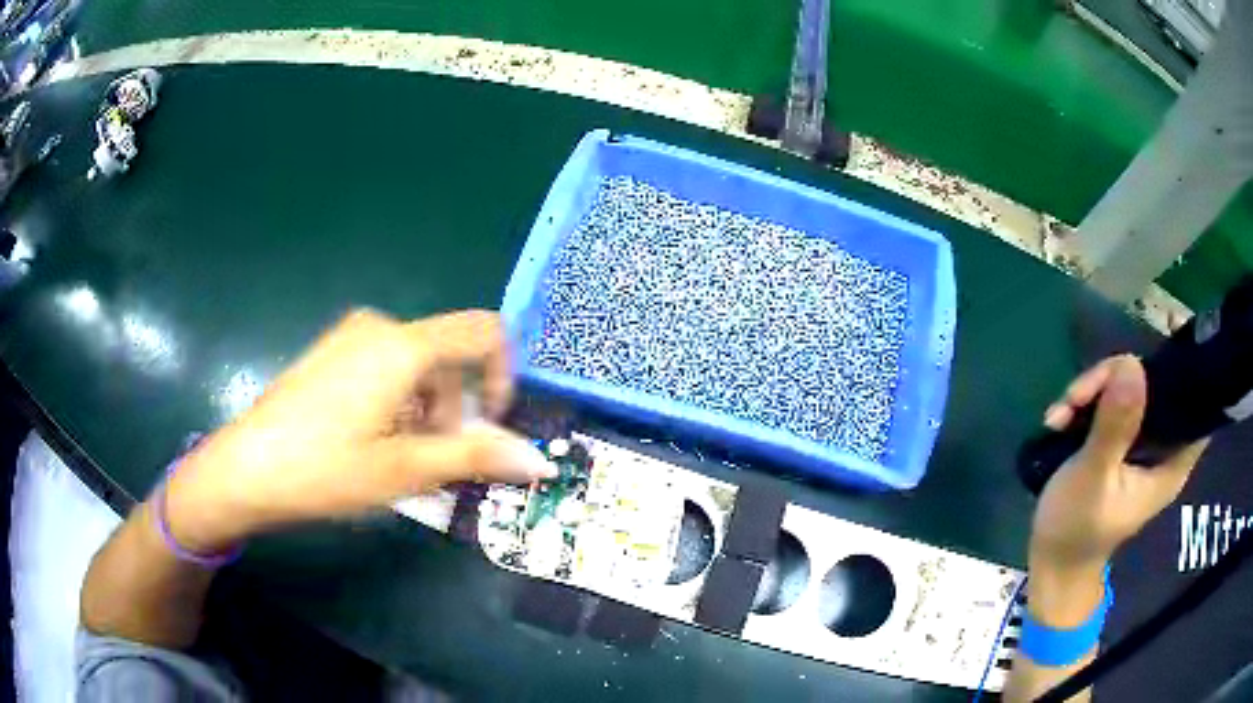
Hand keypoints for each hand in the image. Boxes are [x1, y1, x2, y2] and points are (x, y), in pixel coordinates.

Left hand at [163, 309, 555, 552]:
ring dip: (426, 410)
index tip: (490, 424)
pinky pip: (387, 367)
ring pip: (418, 366)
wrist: (247, 468)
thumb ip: (476, 456)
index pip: (484, 333)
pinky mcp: (333, 352)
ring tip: (397, 458)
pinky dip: (399, 402)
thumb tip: (541, 458)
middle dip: (455, 408)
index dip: (503, 375)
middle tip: (432, 461)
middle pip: (448, 357)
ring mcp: (351, 336)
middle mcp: (380, 327)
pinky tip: (371, 440)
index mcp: (402, 347)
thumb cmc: (326, 469)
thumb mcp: (406, 470)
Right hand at [1031, 355, 1206, 574]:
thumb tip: (1131, 363)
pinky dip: (1086, 405)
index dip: (1187, 369)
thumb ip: (1114, 426)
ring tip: (1060, 413)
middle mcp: (1161, 447)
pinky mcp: (1120, 444)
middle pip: (1153, 386)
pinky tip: (1059, 419)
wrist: (1050, 564)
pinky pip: (1110, 405)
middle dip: (1115, 379)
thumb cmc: (1075, 531)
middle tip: (1077, 396)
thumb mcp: (1092, 478)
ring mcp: (1140, 445)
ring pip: (1128, 391)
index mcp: (1170, 462)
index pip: (1195, 405)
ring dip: (1093, 392)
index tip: (1168, 333)